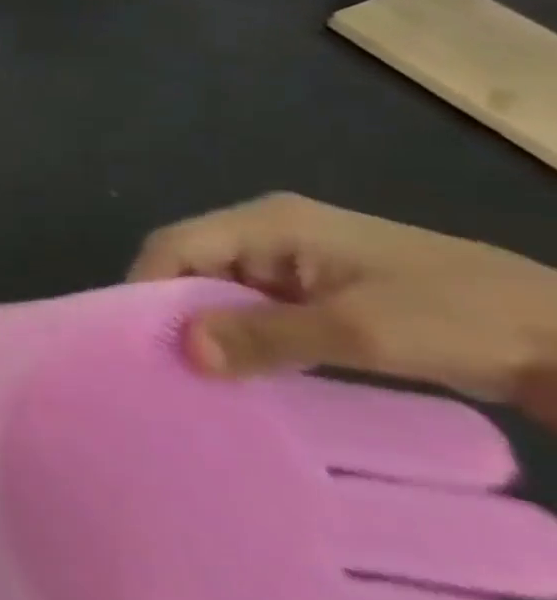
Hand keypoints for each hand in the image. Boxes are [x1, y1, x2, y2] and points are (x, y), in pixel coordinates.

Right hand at [131, 193, 556, 424]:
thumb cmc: (463, 319)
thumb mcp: (361, 331)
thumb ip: (265, 336)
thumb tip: (182, 350)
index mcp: (271, 222)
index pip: (176, 245)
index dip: (147, 287)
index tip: (135, 342)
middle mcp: (272, 234)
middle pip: (193, 265)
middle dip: (173, 312)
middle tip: (162, 367)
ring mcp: (298, 264)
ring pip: (223, 291)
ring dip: (210, 330)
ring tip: (195, 377)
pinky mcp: (321, 294)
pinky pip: (258, 311)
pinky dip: (244, 339)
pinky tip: (243, 375)